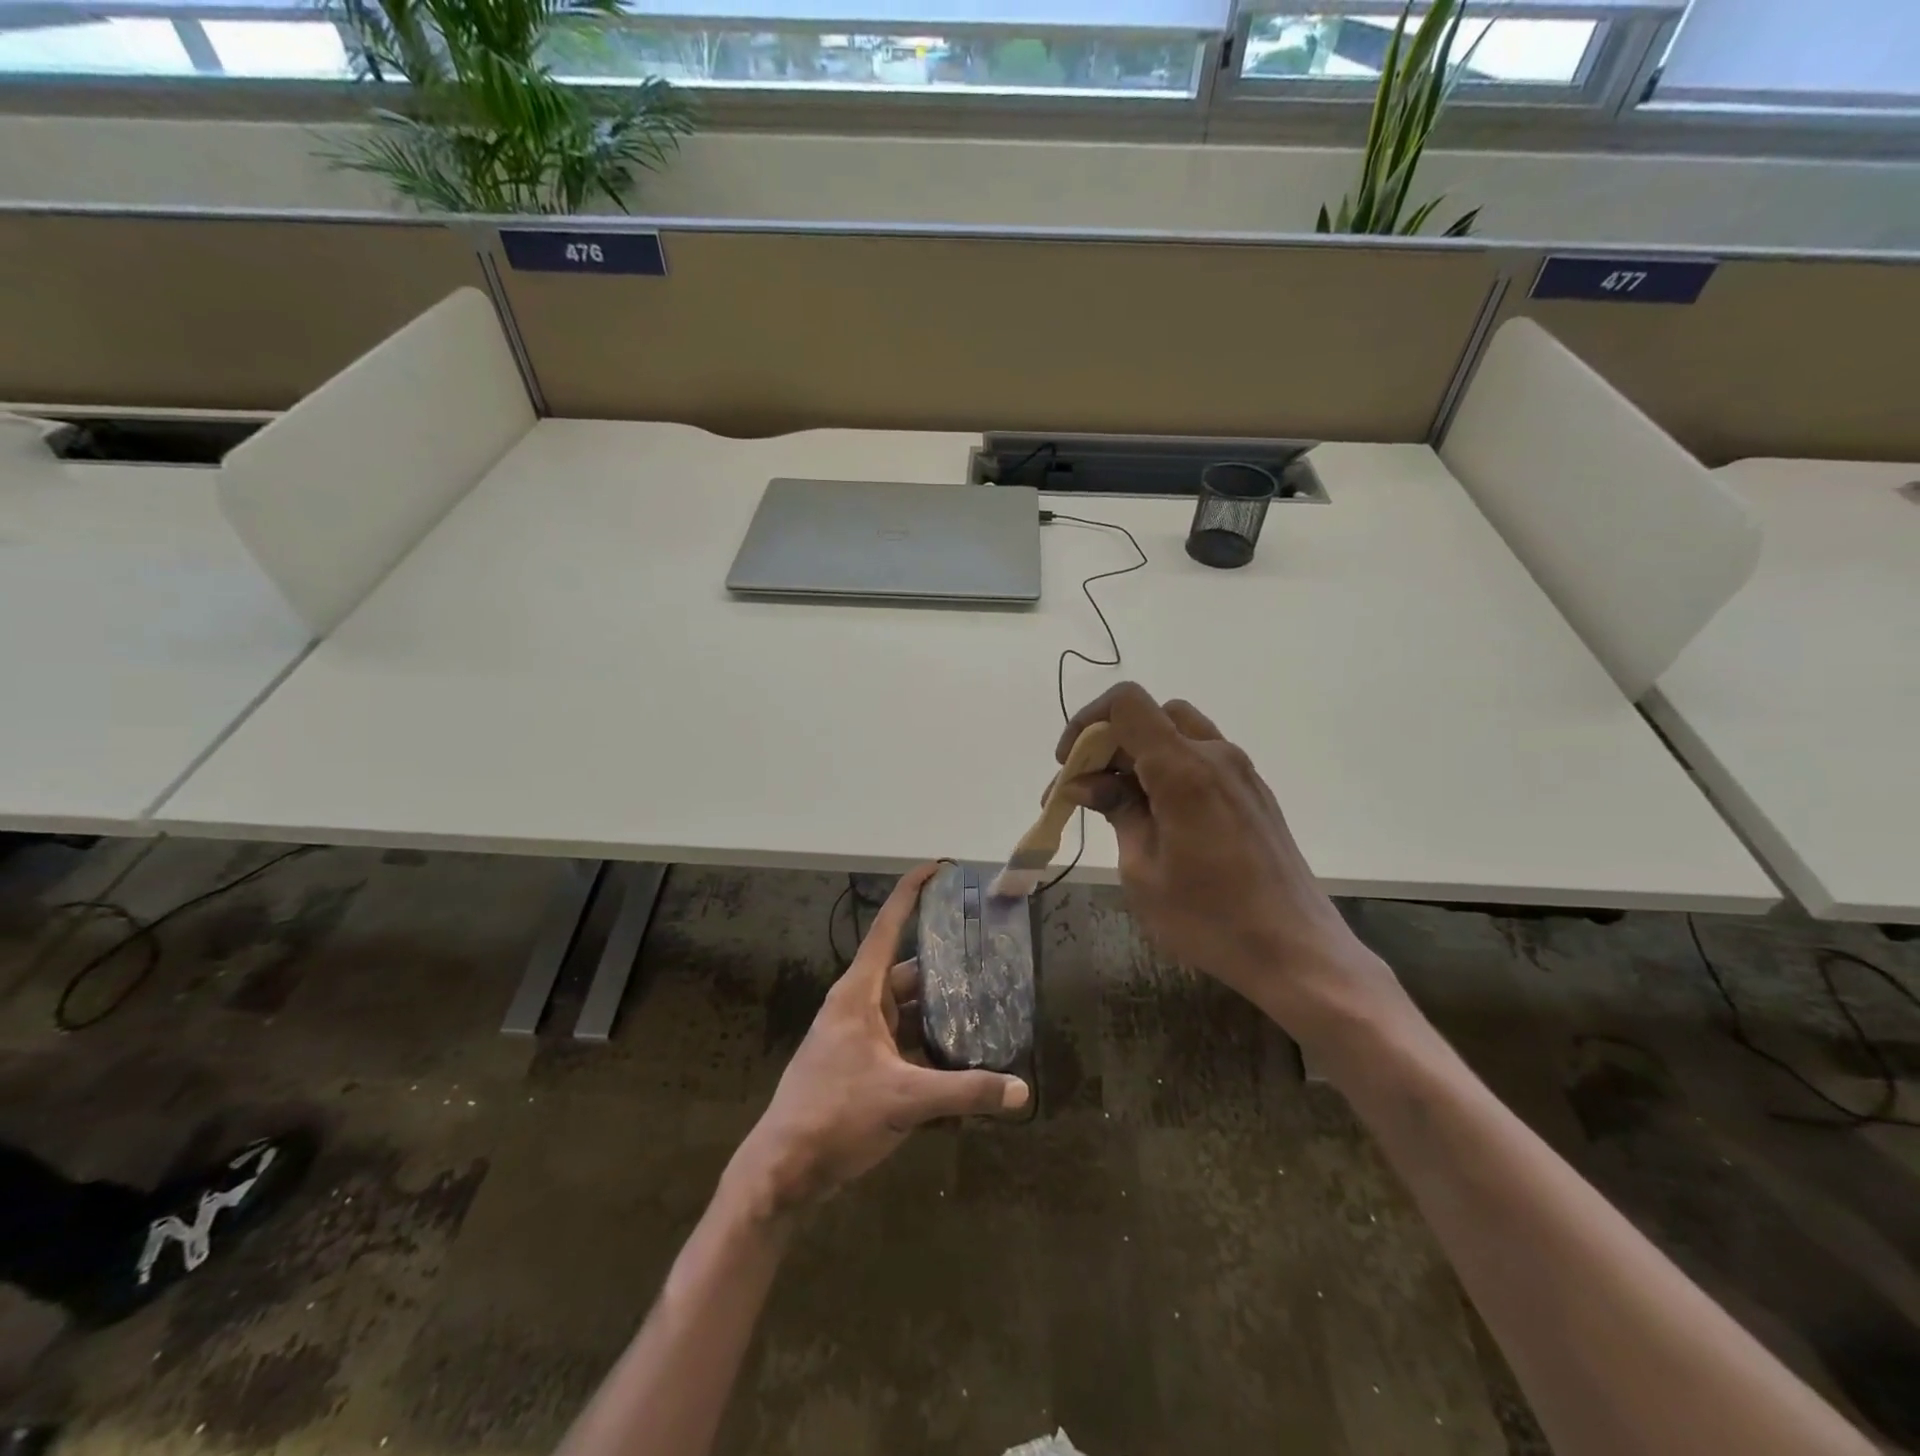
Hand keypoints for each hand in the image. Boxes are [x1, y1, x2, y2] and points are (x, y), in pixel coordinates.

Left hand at [726, 864, 1029, 1215]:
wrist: (782, 1170)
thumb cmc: (834, 1115)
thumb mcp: (904, 1100)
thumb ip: (964, 1092)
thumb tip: (1021, 1091)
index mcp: (859, 993)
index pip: (888, 927)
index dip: (911, 893)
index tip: (938, 868)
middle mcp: (859, 1006)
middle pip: (908, 972)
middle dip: (945, 965)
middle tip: (989, 957)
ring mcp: (858, 1037)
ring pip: (907, 1011)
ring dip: (940, 1011)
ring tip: (986, 1007)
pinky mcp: (861, 1066)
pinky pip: (902, 1042)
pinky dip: (929, 1046)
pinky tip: (961, 1059)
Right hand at [1056, 683, 1402, 1037]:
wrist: (1296, 952)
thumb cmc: (1209, 918)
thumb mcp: (1143, 870)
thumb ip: (1117, 812)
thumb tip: (1087, 784)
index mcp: (1184, 770)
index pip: (1127, 703)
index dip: (1088, 722)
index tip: (1070, 765)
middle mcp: (1216, 756)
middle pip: (1152, 715)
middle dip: (1110, 742)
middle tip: (1087, 789)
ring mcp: (1241, 773)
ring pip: (1179, 733)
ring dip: (1141, 754)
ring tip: (1121, 803)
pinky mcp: (1253, 794)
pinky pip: (1202, 758)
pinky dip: (1169, 768)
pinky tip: (1159, 816)